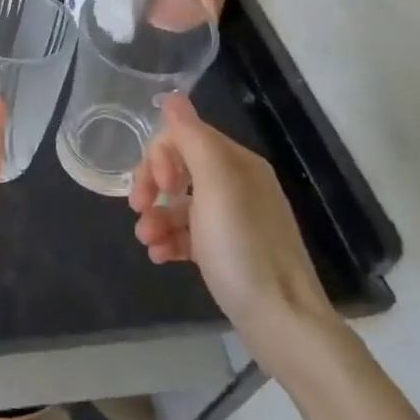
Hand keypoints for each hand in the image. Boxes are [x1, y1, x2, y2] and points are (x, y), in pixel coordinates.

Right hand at [127, 94, 341, 373]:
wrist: (282, 322)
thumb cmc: (244, 249)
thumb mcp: (216, 187)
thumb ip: (192, 139)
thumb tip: (172, 97)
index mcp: (237, 164)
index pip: (184, 137)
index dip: (159, 156)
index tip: (154, 186)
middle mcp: (237, 185)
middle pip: (179, 167)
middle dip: (152, 185)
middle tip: (137, 209)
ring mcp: (233, 220)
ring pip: (179, 203)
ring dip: (155, 217)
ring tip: (147, 241)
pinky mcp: (227, 251)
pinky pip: (188, 233)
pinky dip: (169, 239)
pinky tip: (160, 256)